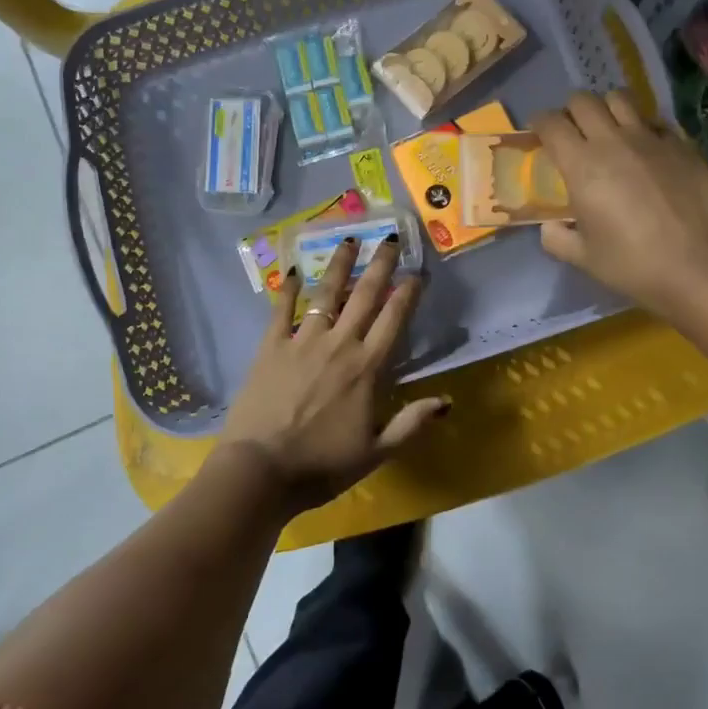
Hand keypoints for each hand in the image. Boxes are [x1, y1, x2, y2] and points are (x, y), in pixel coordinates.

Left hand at [218, 237, 448, 514]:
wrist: (260, 470)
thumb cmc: (321, 466)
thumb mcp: (375, 453)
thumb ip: (411, 424)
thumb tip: (447, 401)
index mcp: (366, 368)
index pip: (393, 320)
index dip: (407, 293)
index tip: (417, 272)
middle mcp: (338, 344)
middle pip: (364, 296)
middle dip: (380, 265)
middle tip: (391, 238)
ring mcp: (302, 341)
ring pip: (326, 294)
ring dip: (340, 265)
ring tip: (349, 239)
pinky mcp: (270, 347)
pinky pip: (281, 310)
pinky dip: (289, 289)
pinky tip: (295, 270)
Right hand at [534, 91, 707, 321]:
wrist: (703, 268)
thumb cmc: (635, 265)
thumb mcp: (584, 258)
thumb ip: (557, 238)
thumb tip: (550, 226)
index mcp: (582, 166)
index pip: (551, 124)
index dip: (539, 123)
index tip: (538, 133)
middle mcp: (613, 141)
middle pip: (583, 101)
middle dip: (571, 111)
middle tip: (572, 131)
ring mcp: (652, 138)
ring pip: (620, 99)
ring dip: (607, 109)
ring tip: (608, 129)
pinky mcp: (682, 144)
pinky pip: (654, 120)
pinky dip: (642, 126)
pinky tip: (645, 148)